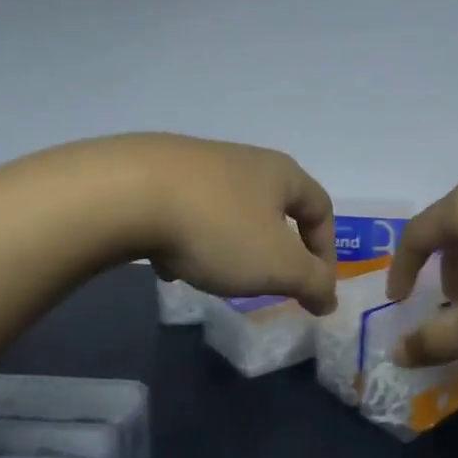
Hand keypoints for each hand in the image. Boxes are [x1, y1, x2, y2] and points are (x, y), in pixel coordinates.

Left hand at [115, 134, 338, 315]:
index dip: (327, 249)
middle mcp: (243, 160)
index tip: (315, 287)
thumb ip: (313, 282)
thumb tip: (330, 297)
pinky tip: (168, 262)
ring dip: (229, 244)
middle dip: (273, 248)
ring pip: (227, 210)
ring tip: (214, 274)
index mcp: (280, 174)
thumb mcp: (278, 265)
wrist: (126, 193)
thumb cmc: (218, 228)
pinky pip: (186, 211)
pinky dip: (187, 239)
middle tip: (267, 281)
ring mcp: (196, 163)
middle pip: (273, 207)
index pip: (320, 208)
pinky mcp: (154, 173)